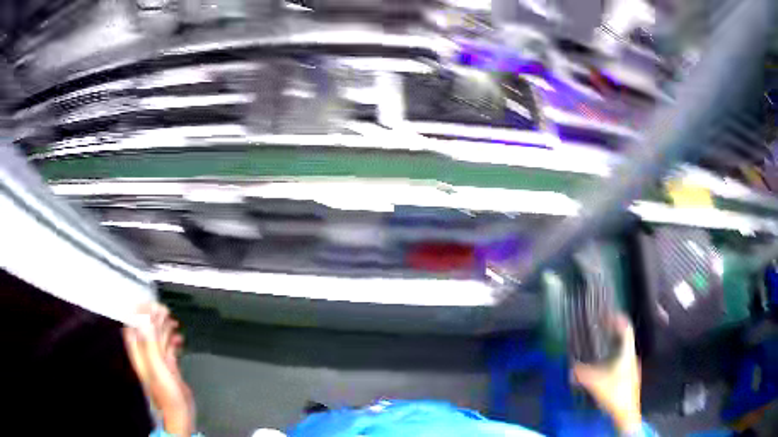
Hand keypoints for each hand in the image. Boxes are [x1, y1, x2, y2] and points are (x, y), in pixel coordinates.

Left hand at [124, 302, 194, 436]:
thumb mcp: (157, 368)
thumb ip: (149, 344)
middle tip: (164, 309)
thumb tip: (144, 319)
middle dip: (153, 317)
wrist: (180, 414)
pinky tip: (179, 338)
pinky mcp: (169, 367)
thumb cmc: (166, 394)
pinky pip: (168, 348)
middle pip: (146, 330)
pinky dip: (173, 340)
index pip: (132, 326)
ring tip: (173, 320)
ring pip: (158, 337)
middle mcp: (146, 354)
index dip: (138, 313)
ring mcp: (158, 361)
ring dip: (164, 327)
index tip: (148, 304)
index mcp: (139, 353)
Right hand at [573, 314, 641, 434]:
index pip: (626, 329)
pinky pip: (621, 361)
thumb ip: (582, 374)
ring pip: (623, 351)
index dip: (618, 319)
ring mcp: (632, 368)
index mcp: (627, 353)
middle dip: (612, 334)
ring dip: (612, 347)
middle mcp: (632, 357)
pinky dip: (612, 359)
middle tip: (600, 331)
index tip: (607, 315)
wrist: (627, 414)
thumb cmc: (615, 394)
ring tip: (599, 349)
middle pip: (624, 339)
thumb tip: (570, 367)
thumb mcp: (596, 383)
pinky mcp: (630, 378)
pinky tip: (603, 369)